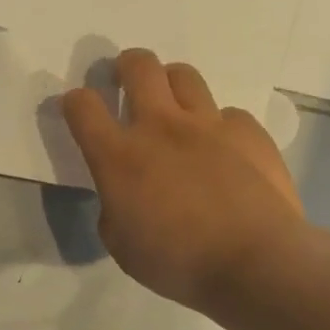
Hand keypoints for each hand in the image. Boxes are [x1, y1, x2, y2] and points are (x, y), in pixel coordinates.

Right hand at [63, 49, 305, 315]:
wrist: (255, 263)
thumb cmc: (178, 263)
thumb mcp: (121, 245)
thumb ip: (113, 208)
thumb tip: (123, 196)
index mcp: (119, 156)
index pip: (82, 107)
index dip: (74, 101)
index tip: (77, 108)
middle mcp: (160, 126)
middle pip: (138, 66)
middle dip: (126, 66)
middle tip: (126, 81)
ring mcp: (208, 124)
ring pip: (184, 75)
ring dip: (171, 84)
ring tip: (173, 106)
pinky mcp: (249, 133)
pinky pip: (228, 114)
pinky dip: (218, 126)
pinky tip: (223, 150)